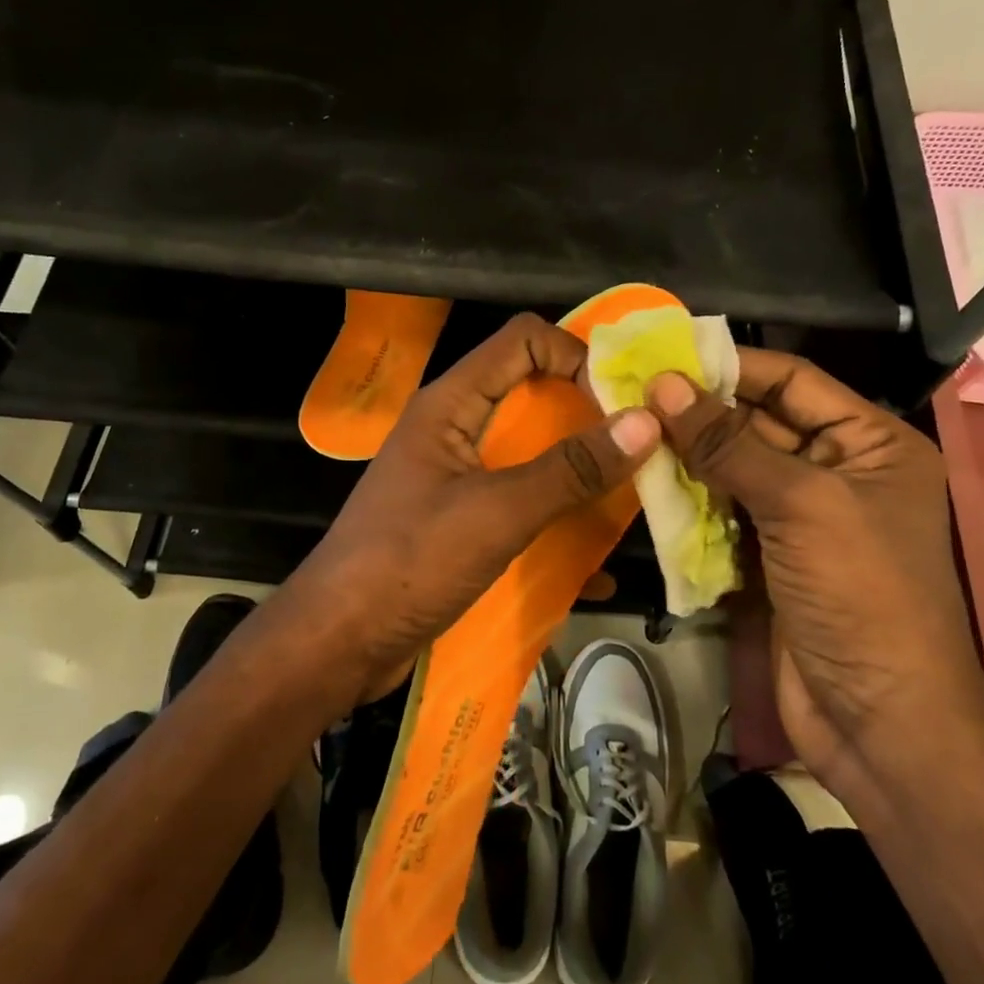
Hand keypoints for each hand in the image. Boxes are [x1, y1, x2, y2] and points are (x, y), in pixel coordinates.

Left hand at [294, 314, 660, 706]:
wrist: (339, 643)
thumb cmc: (409, 563)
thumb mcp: (496, 513)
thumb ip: (569, 470)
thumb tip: (644, 422)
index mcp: (451, 404)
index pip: (523, 340)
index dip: (575, 354)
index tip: (620, 401)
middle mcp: (455, 428)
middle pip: (533, 393)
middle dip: (589, 414)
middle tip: (645, 445)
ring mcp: (458, 476)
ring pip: (532, 452)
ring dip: (581, 471)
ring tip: (636, 495)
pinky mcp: (463, 519)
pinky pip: (522, 502)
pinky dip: (557, 520)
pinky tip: (596, 563)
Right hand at [645, 351, 983, 779]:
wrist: (878, 720)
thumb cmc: (860, 594)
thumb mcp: (800, 504)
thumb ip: (728, 442)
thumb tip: (664, 384)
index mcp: (870, 443)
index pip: (794, 381)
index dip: (732, 364)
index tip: (664, 353)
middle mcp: (838, 470)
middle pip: (759, 422)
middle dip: (700, 411)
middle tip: (631, 393)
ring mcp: (801, 517)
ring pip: (735, 467)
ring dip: (688, 455)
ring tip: (630, 430)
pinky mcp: (770, 556)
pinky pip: (724, 512)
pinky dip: (690, 500)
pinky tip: (647, 483)